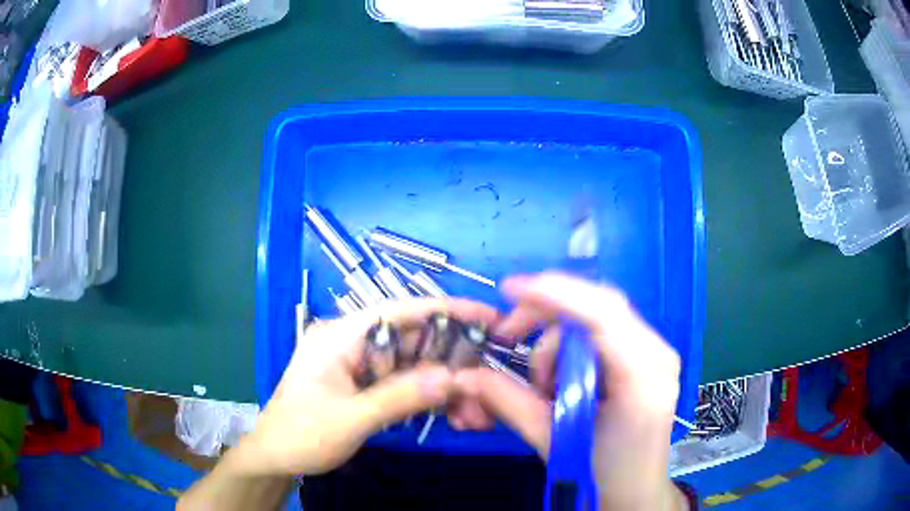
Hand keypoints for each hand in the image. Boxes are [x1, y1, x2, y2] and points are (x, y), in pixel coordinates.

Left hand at [234, 298, 498, 475]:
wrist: (275, 459)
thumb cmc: (301, 435)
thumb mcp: (350, 419)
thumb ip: (399, 397)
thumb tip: (453, 378)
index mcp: (340, 336)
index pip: (399, 311)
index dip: (446, 310)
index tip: (487, 316)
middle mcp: (352, 342)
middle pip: (411, 340)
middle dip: (450, 360)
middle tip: (486, 379)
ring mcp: (359, 365)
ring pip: (412, 365)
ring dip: (442, 384)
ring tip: (473, 409)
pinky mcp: (364, 385)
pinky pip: (403, 384)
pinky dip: (426, 397)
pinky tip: (450, 412)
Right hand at [454, 272, 686, 509]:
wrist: (636, 491)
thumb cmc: (604, 475)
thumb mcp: (553, 441)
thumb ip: (510, 403)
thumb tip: (467, 375)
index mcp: (644, 376)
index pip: (603, 315)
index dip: (555, 294)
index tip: (509, 289)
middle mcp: (656, 353)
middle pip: (598, 307)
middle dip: (545, 316)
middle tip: (506, 335)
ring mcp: (652, 353)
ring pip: (594, 320)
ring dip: (556, 344)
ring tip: (542, 387)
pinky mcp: (642, 359)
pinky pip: (598, 335)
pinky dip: (568, 350)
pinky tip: (559, 381)